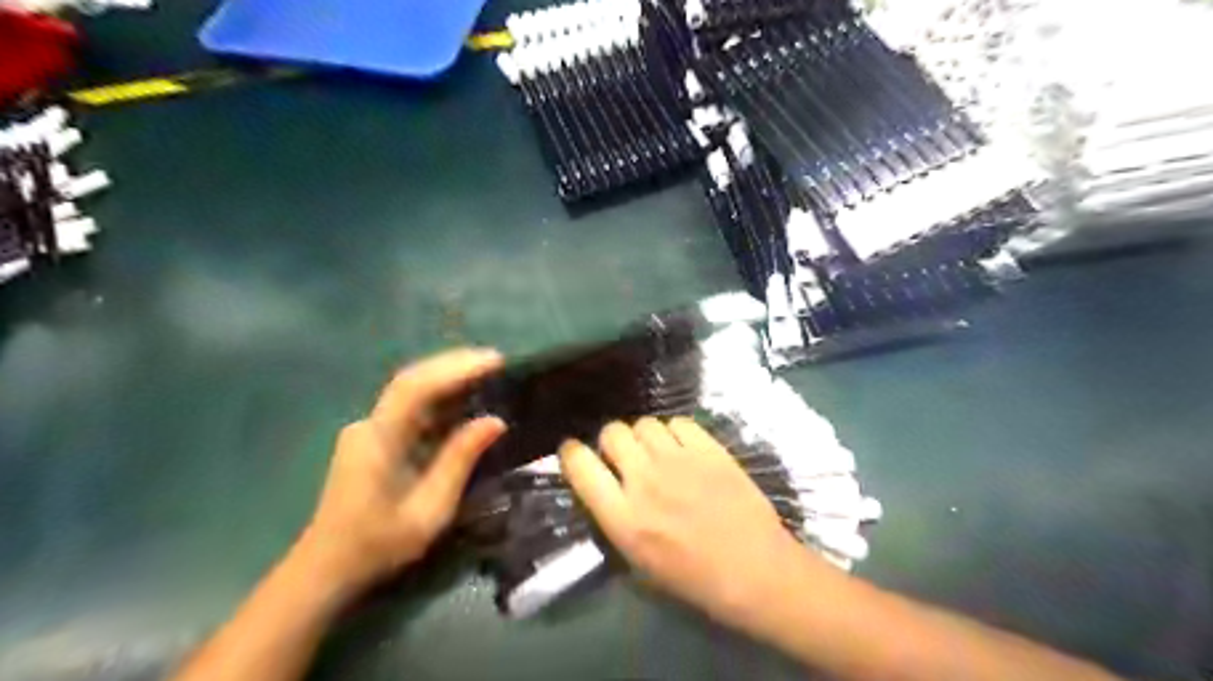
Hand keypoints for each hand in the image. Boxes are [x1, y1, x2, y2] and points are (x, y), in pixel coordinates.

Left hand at [293, 348, 508, 604]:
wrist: (326, 568)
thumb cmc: (379, 545)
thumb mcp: (430, 510)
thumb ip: (460, 460)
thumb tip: (495, 421)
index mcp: (379, 440)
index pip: (416, 388)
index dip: (456, 369)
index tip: (493, 361)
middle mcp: (369, 424)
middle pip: (411, 380)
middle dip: (453, 364)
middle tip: (495, 360)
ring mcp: (367, 430)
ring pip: (409, 390)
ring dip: (446, 377)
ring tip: (486, 372)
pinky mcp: (372, 438)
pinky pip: (408, 407)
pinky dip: (437, 396)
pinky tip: (461, 398)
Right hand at [555, 420, 813, 628]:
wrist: (755, 570)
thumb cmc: (695, 579)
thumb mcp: (638, 563)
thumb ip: (615, 518)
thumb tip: (605, 486)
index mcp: (622, 516)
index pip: (579, 464)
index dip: (572, 453)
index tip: (576, 454)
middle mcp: (644, 480)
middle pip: (612, 432)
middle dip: (612, 442)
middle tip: (625, 456)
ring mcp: (679, 460)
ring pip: (645, 423)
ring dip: (644, 437)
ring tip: (658, 453)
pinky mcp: (709, 449)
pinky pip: (679, 422)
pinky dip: (676, 432)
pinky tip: (685, 450)